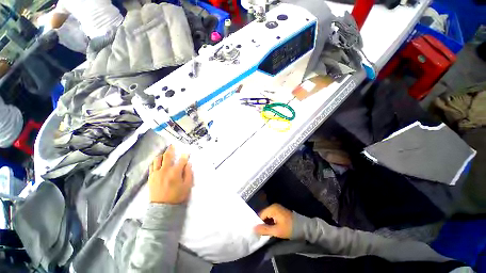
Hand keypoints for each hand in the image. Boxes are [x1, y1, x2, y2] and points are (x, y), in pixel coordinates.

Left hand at [148, 145, 193, 203]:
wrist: (162, 208)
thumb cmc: (177, 196)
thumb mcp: (187, 185)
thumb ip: (188, 173)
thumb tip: (188, 163)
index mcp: (175, 172)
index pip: (182, 160)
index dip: (185, 155)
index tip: (187, 153)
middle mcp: (165, 170)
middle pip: (167, 156)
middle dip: (171, 149)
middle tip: (172, 145)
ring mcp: (156, 173)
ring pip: (157, 159)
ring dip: (162, 155)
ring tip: (165, 154)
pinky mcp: (151, 177)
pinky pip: (152, 166)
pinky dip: (155, 162)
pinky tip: (158, 162)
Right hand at [254, 204, 292, 238]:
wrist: (303, 227)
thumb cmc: (289, 228)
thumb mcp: (277, 231)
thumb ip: (265, 229)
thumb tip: (253, 228)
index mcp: (272, 208)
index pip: (260, 215)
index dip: (258, 223)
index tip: (258, 232)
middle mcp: (273, 206)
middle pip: (264, 215)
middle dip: (262, 223)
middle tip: (261, 233)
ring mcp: (277, 208)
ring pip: (267, 216)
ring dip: (266, 223)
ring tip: (266, 231)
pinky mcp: (279, 211)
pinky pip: (271, 216)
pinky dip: (270, 222)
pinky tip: (271, 228)